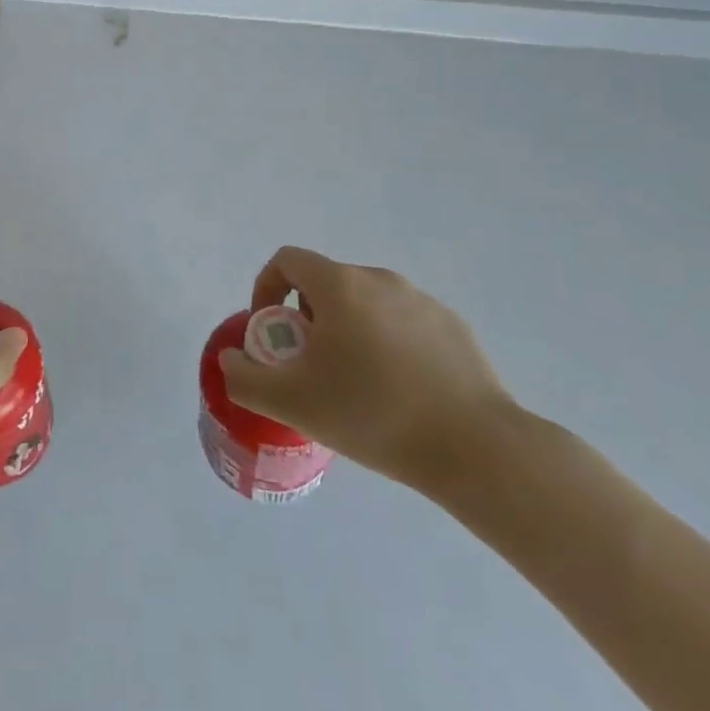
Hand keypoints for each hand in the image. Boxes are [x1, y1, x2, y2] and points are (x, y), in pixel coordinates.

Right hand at [220, 246, 515, 493]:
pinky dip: (388, 344)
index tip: (270, 333)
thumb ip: (246, 377)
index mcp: (340, 284)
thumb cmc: (374, 414)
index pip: (287, 261)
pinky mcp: (455, 327)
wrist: (477, 450)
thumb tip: (232, 360)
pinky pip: (404, 324)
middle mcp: (380, 279)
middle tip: (311, 366)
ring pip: (366, 304)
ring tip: (356, 384)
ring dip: (348, 330)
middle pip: (326, 283)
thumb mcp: (292, 402)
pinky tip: (401, 393)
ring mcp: (422, 300)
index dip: (266, 289)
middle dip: (307, 318)